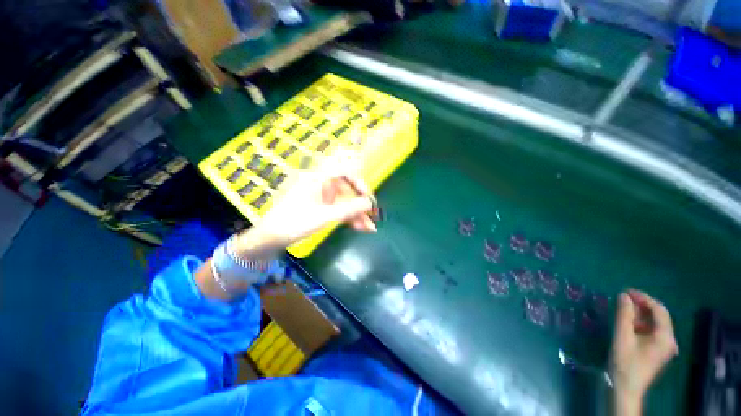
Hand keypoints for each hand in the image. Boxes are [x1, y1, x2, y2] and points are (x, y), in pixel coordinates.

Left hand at [234, 149, 376, 252]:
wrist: (270, 239)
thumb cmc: (294, 223)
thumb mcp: (324, 216)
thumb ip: (349, 209)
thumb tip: (370, 203)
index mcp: (318, 178)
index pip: (344, 170)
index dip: (359, 182)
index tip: (368, 197)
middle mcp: (321, 184)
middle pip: (347, 189)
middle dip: (361, 203)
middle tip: (374, 215)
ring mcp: (321, 197)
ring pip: (344, 201)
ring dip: (357, 214)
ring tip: (370, 227)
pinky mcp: (320, 207)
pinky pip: (338, 209)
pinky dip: (348, 217)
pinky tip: (360, 227)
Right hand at [610, 290, 678, 414]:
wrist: (626, 388)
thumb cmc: (625, 362)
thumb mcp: (622, 337)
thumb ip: (624, 315)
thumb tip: (624, 295)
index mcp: (665, 337)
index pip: (659, 310)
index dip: (644, 298)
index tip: (626, 291)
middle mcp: (669, 339)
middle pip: (659, 316)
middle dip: (642, 305)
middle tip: (623, 298)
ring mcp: (664, 346)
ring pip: (655, 323)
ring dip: (640, 314)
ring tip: (624, 309)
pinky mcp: (657, 350)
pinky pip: (652, 331)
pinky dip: (641, 323)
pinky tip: (629, 323)